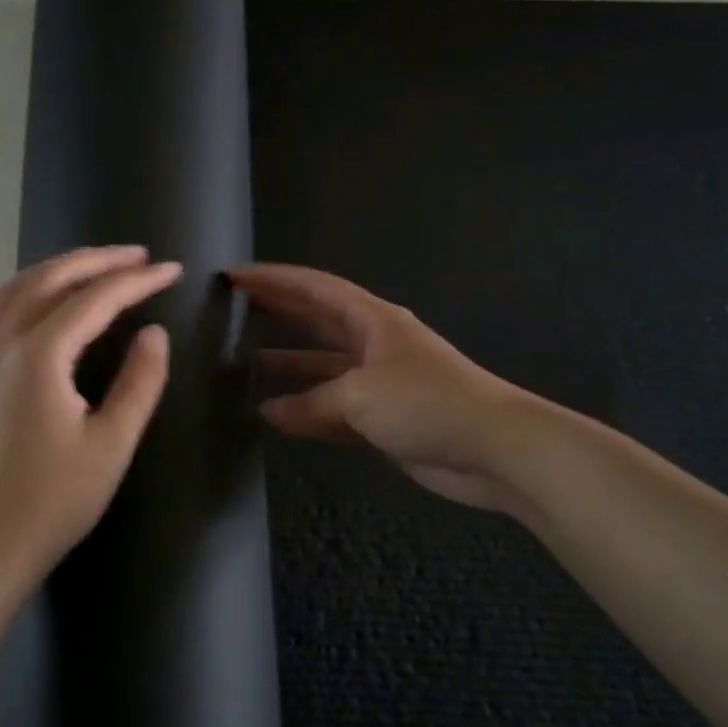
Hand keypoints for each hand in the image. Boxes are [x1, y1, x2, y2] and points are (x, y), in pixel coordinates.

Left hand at [0, 246, 181, 588]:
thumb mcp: (112, 443)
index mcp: (37, 357)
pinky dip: (32, 287)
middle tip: (139, 256)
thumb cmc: (56, 499)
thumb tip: (155, 332)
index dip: (136, 281)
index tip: (171, 270)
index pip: (94, 299)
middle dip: (98, 260)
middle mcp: (1, 343)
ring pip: (18, 287)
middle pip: (50, 278)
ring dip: (61, 267)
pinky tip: (51, 298)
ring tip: (99, 265)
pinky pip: (1, 308)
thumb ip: (139, 382)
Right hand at [232, 263, 548, 519]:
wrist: (495, 450)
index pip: (314, 288)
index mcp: (371, 320)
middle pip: (315, 321)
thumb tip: (268, 412)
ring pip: (321, 368)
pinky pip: (332, 409)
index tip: (234, 277)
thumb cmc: (428, 403)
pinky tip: (275, 417)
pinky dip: (305, 412)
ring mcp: (377, 383)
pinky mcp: (382, 419)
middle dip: (277, 313)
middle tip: (232, 311)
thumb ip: (311, 403)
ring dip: (288, 366)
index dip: (274, 280)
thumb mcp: (360, 395)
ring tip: (243, 366)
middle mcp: (372, 344)